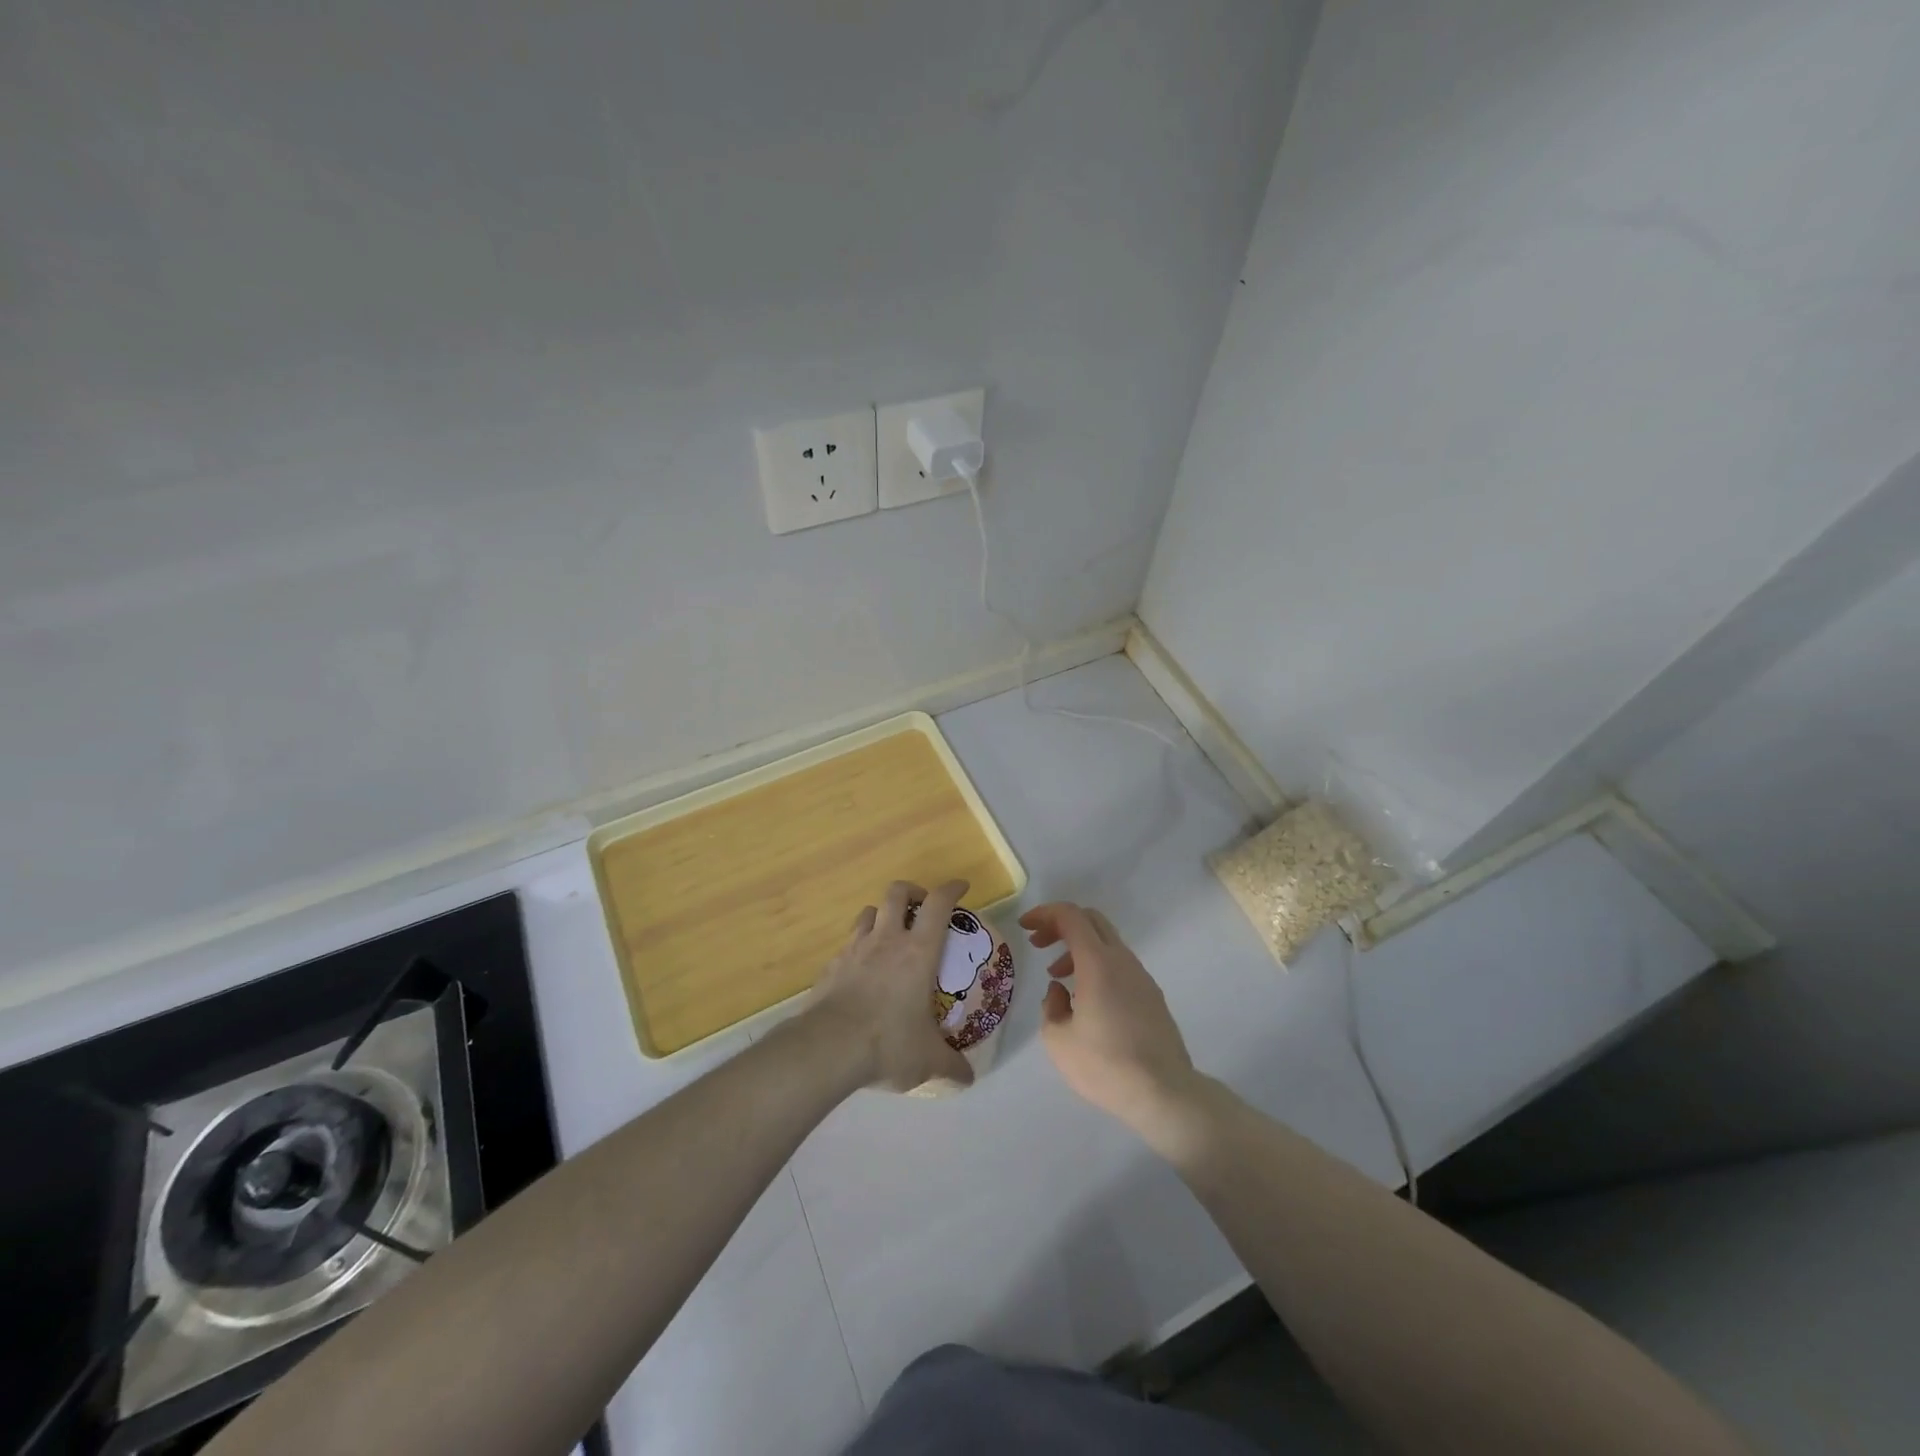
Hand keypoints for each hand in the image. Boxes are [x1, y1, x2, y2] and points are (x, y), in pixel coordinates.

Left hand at [811, 880, 976, 1092]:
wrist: (828, 1047)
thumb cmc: (888, 1043)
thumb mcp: (927, 1060)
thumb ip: (950, 1065)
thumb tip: (967, 1078)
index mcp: (918, 952)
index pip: (938, 904)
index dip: (951, 889)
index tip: (961, 887)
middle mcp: (887, 940)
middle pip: (897, 893)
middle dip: (912, 891)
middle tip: (921, 907)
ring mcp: (854, 950)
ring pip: (869, 912)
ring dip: (882, 914)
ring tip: (890, 933)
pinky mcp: (831, 966)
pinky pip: (848, 944)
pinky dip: (859, 947)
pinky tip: (862, 969)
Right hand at [1022, 902, 1199, 1136]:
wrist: (1164, 1094)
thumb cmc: (1105, 1065)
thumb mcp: (1058, 1040)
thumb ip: (1051, 1005)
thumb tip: (1060, 990)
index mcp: (1098, 963)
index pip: (1070, 916)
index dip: (1044, 913)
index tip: (1025, 926)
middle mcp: (1122, 960)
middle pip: (1091, 920)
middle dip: (1060, 925)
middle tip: (1038, 943)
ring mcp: (1142, 977)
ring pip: (1106, 943)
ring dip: (1078, 948)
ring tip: (1057, 977)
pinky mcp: (1152, 996)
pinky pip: (1119, 964)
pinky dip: (1096, 965)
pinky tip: (1085, 998)